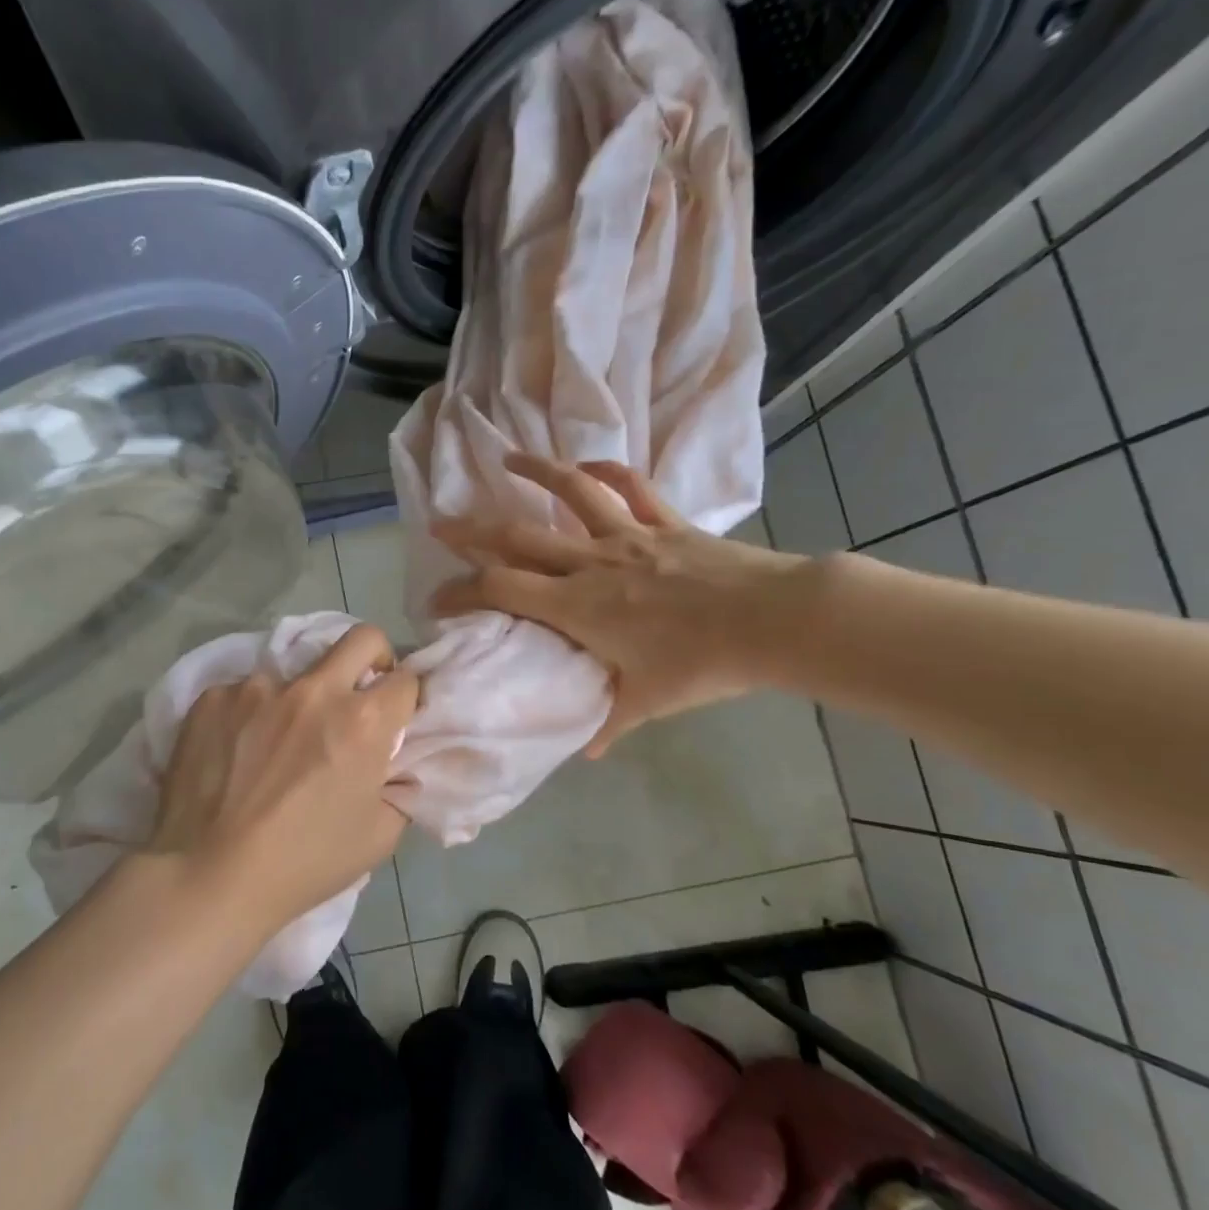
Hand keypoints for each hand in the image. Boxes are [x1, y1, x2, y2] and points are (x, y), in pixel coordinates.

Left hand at [149, 624, 419, 931]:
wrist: (207, 876)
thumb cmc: (303, 863)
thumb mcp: (378, 836)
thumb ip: (399, 786)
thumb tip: (395, 761)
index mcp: (362, 721)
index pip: (405, 680)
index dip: (406, 698)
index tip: (395, 716)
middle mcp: (314, 690)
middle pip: (362, 638)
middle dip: (374, 657)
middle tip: (359, 693)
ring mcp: (258, 687)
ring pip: (296, 672)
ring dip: (300, 698)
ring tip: (277, 743)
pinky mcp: (213, 696)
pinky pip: (244, 693)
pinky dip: (251, 714)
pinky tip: (235, 752)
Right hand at [431, 454, 806, 755]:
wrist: (774, 621)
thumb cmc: (704, 663)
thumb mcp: (649, 702)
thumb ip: (610, 722)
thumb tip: (588, 751)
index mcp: (578, 606)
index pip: (501, 590)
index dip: (460, 592)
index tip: (435, 601)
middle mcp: (591, 562)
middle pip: (518, 537)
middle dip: (471, 530)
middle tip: (440, 524)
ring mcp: (628, 535)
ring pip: (571, 493)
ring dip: (535, 472)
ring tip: (508, 458)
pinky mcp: (665, 522)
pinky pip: (630, 486)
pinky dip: (606, 469)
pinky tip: (586, 463)